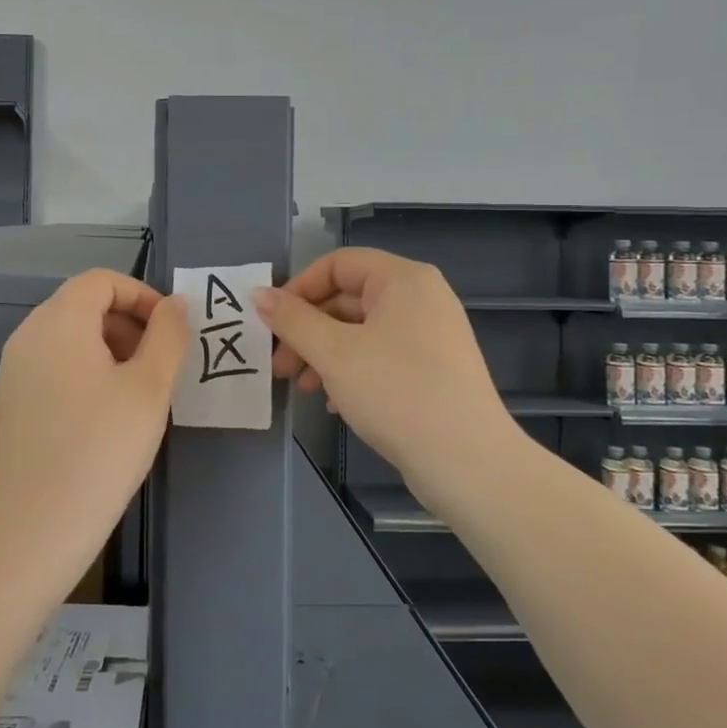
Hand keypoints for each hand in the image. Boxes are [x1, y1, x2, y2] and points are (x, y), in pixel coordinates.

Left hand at [0, 269, 189, 523]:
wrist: (35, 526)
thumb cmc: (102, 448)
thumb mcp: (150, 387)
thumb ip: (168, 335)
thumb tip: (174, 303)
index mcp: (59, 322)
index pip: (101, 280)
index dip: (141, 295)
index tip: (169, 331)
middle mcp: (28, 335)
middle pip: (82, 305)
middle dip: (126, 323)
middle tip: (157, 365)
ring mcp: (13, 370)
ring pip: (67, 337)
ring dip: (107, 348)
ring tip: (134, 392)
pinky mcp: (8, 402)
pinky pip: (51, 366)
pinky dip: (82, 371)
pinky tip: (101, 416)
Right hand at [253, 248, 504, 486]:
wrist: (468, 463)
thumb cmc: (396, 393)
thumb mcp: (334, 353)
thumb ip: (292, 320)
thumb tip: (258, 294)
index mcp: (403, 280)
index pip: (337, 264)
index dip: (298, 288)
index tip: (272, 323)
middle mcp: (421, 298)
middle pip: (347, 298)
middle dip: (307, 329)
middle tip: (279, 364)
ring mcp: (431, 335)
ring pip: (361, 330)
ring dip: (323, 353)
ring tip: (301, 388)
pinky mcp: (434, 369)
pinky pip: (381, 355)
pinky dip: (351, 370)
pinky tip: (334, 403)